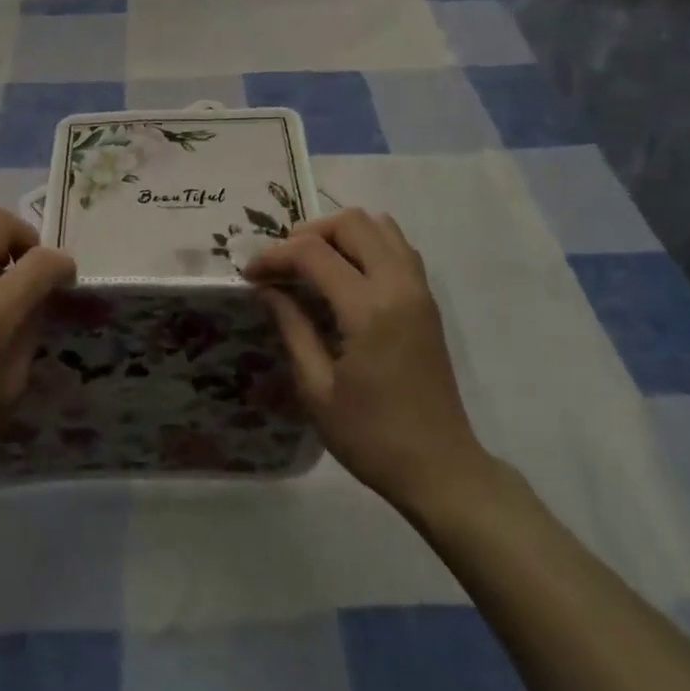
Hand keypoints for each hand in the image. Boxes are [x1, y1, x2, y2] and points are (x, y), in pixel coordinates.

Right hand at [244, 209, 493, 513]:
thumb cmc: (371, 437)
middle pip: (352, 222)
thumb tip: (268, 289)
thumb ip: (292, 328)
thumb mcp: (317, 389)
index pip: (314, 253)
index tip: (250, 274)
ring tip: (311, 263)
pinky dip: (367, 245)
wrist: (439, 467)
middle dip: (308, 232)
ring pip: (381, 226)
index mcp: (369, 310)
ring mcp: (420, 290)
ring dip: (341, 234)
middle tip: (281, 263)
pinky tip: (345, 276)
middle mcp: (399, 286)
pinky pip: (398, 247)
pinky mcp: (428, 301)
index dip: (275, 255)